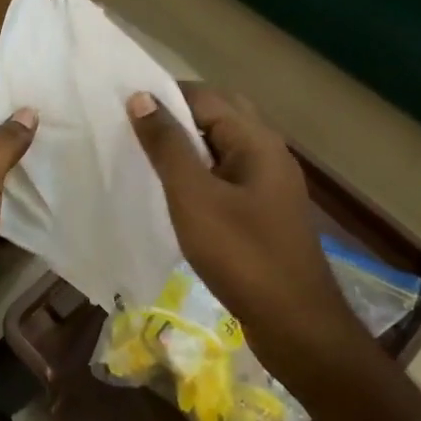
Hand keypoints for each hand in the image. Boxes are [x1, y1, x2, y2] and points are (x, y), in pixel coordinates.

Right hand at [127, 84, 361, 366]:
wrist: (295, 324)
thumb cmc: (241, 255)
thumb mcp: (193, 197)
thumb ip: (167, 146)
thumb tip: (141, 97)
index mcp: (256, 140)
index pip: (205, 96)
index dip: (165, 96)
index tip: (124, 107)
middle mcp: (268, 152)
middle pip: (219, 115)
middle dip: (177, 116)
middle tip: (135, 129)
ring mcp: (270, 183)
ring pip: (223, 145)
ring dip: (188, 144)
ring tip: (147, 156)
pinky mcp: (265, 210)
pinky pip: (227, 173)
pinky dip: (200, 170)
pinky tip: (176, 191)